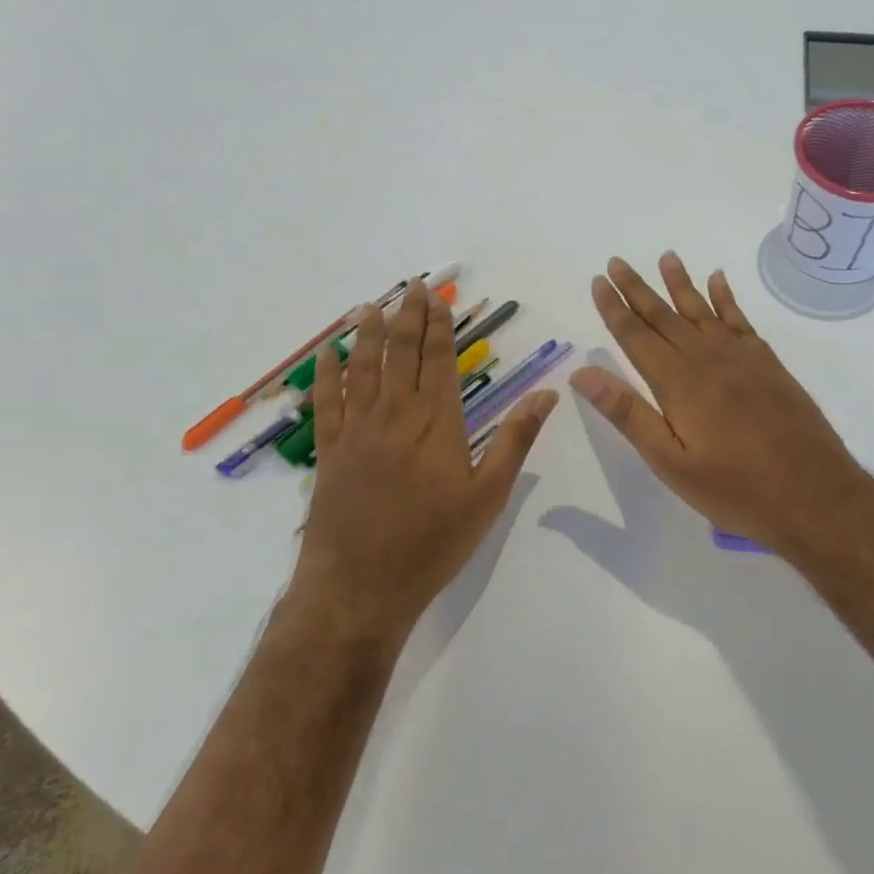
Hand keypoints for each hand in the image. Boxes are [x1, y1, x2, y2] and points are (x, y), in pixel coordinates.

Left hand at [292, 280, 557, 643]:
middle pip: (402, 355)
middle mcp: (395, 416)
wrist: (361, 586)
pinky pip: (326, 403)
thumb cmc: (434, 543)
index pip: (440, 362)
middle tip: (412, 287)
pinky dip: (325, 375)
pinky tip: (325, 354)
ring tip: (371, 306)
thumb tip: (548, 394)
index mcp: (437, 423)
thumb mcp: (488, 495)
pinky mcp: (330, 453)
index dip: (440, 328)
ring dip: (367, 334)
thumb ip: (515, 440)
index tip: (439, 299)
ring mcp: (357, 432)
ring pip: (363, 369)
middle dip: (408, 318)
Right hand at [570, 253, 873, 561]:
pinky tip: (718, 280)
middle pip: (665, 315)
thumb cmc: (735, 488)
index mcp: (678, 382)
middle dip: (638, 289)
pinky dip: (726, 298)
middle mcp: (707, 358)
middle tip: (616, 260)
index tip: (598, 281)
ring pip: (702, 310)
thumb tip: (583, 373)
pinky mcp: (768, 364)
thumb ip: (628, 414)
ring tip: (666, 256)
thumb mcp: (671, 462)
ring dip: (681, 283)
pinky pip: (740, 320)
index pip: (636, 336)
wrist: (814, 494)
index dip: (614, 308)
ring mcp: (742, 357)